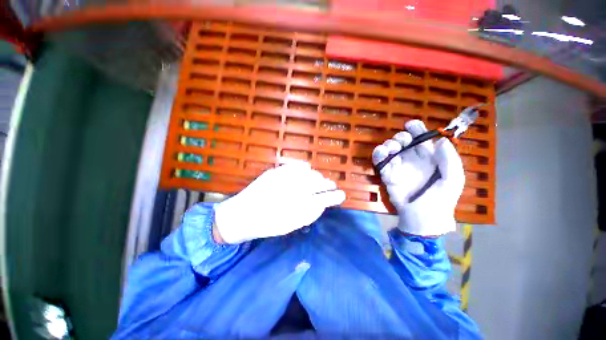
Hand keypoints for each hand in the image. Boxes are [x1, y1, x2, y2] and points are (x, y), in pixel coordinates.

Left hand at [214, 160, 346, 243]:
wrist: (240, 216)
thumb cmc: (266, 225)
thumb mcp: (290, 225)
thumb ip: (308, 214)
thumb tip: (321, 204)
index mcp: (297, 207)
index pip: (323, 199)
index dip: (334, 196)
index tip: (341, 195)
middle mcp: (292, 190)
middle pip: (317, 182)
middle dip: (327, 184)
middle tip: (331, 185)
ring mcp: (282, 178)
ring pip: (308, 173)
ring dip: (316, 176)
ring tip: (320, 179)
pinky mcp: (274, 172)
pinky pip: (293, 166)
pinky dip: (303, 167)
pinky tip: (307, 169)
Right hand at [372, 120, 464, 235]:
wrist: (422, 219)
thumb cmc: (440, 200)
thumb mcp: (452, 180)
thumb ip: (450, 160)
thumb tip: (441, 141)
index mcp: (430, 158)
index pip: (422, 139)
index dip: (417, 129)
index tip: (410, 125)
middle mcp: (413, 160)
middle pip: (404, 141)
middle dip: (400, 137)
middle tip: (401, 142)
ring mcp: (399, 167)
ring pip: (390, 149)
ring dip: (388, 145)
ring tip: (389, 149)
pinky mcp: (387, 175)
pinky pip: (380, 162)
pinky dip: (378, 155)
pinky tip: (380, 153)